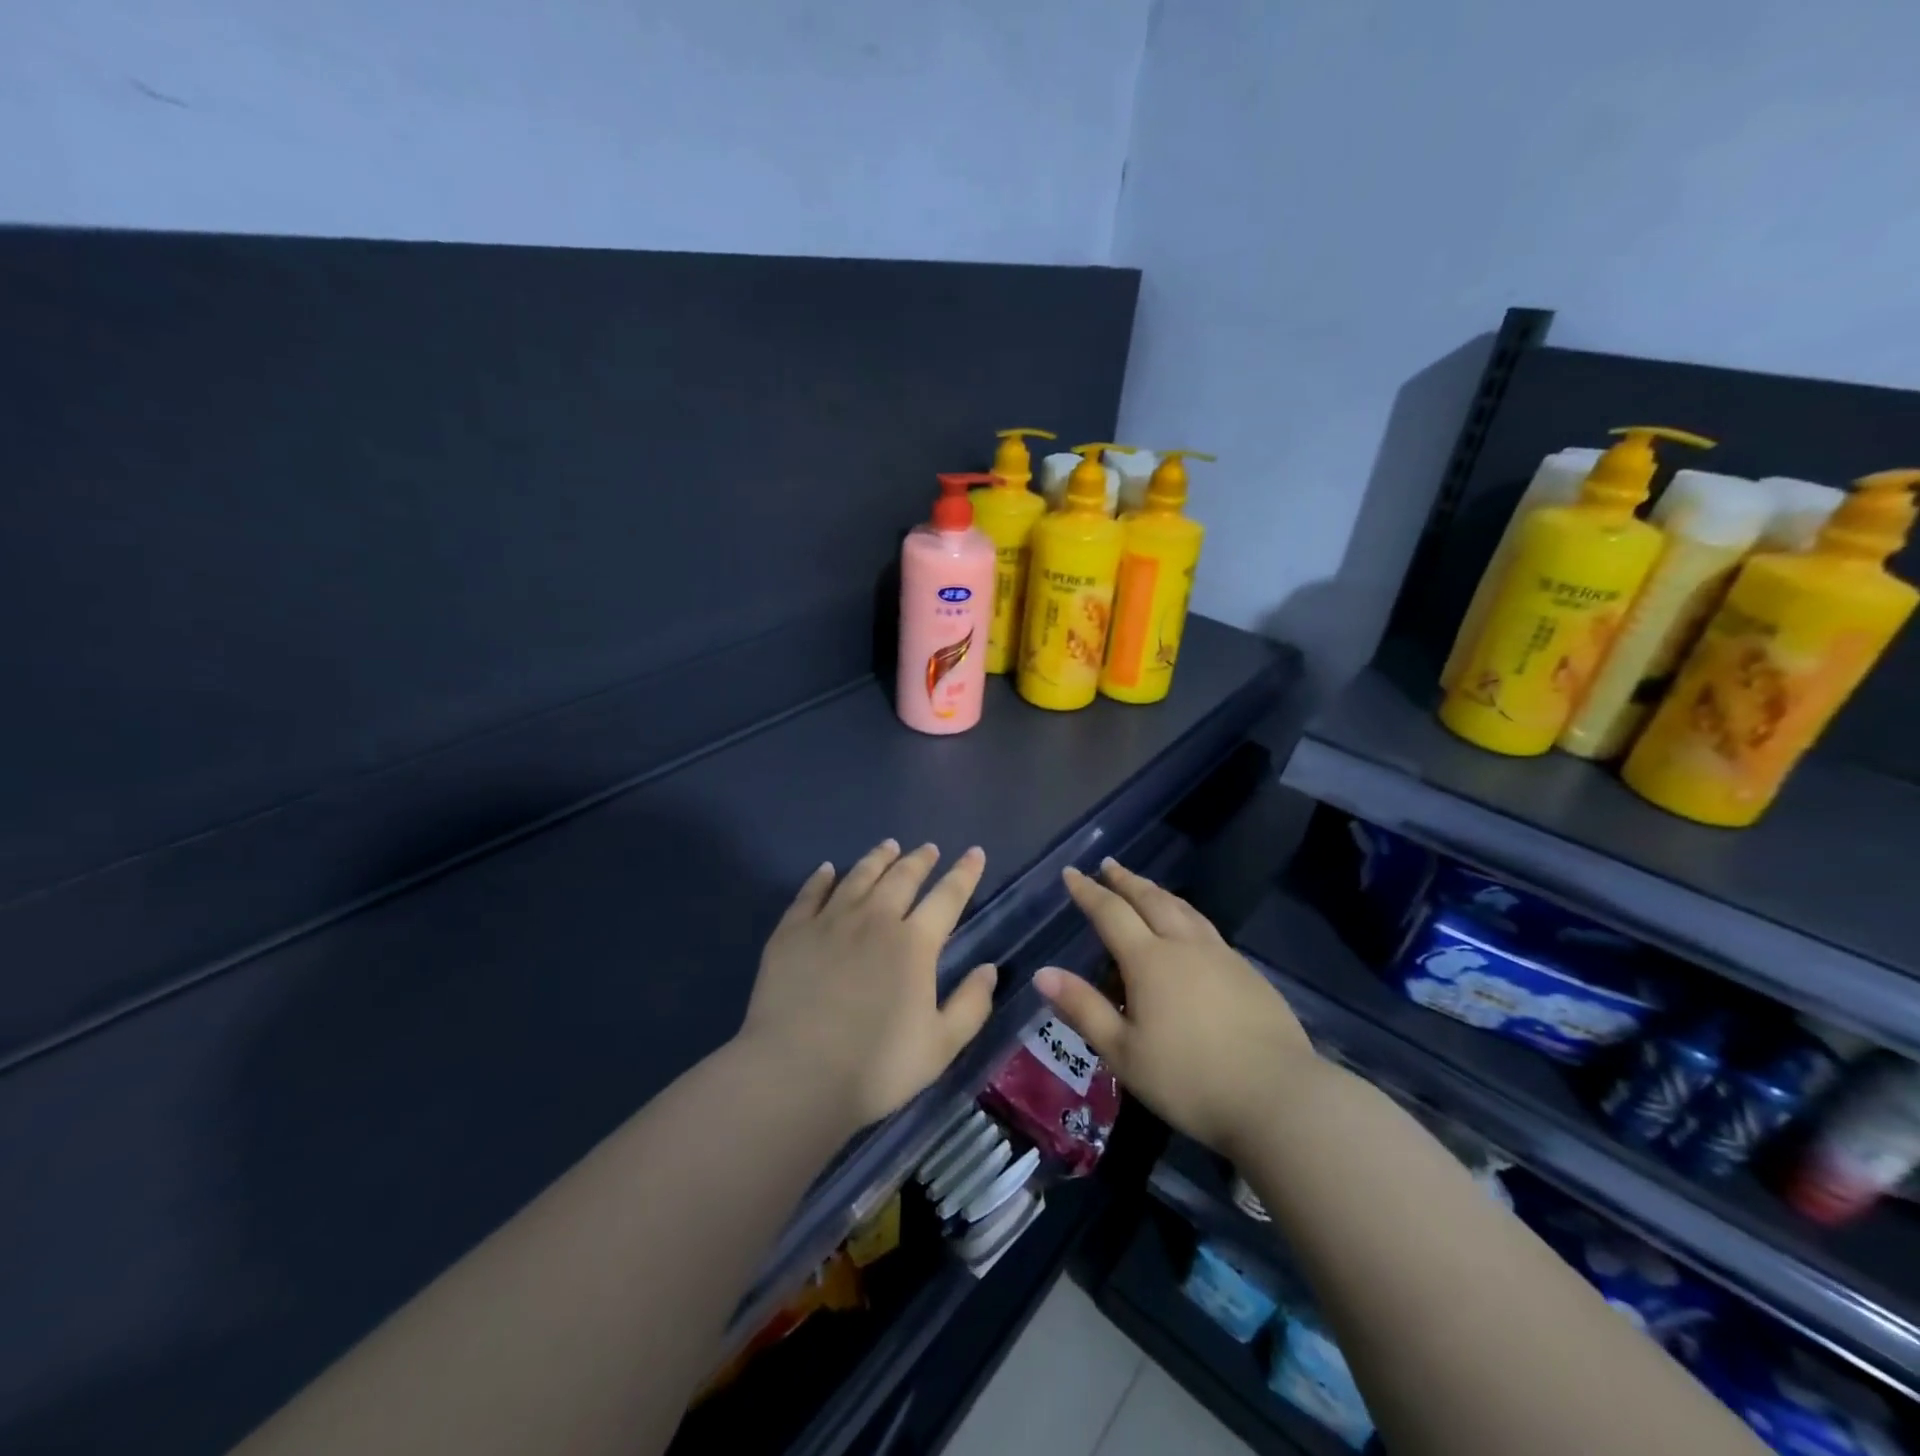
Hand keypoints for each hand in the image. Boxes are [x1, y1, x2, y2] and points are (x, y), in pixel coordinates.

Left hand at [738, 839, 998, 1130]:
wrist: (794, 1075)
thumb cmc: (875, 1067)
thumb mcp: (940, 1046)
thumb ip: (971, 1005)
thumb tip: (989, 968)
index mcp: (914, 943)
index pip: (948, 896)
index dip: (965, 873)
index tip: (975, 852)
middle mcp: (874, 919)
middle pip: (902, 877)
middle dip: (920, 859)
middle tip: (929, 848)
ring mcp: (829, 921)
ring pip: (859, 876)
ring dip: (878, 858)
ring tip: (889, 846)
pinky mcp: (792, 932)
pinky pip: (810, 893)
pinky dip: (822, 877)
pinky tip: (827, 869)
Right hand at [1034, 859, 1315, 1158]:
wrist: (1279, 1096)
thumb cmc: (1190, 1079)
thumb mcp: (1124, 1053)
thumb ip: (1083, 1009)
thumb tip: (1043, 973)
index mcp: (1150, 960)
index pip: (1111, 913)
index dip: (1088, 892)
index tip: (1071, 873)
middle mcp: (1184, 946)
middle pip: (1151, 900)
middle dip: (1126, 881)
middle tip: (1108, 866)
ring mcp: (1222, 956)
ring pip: (1184, 910)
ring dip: (1158, 892)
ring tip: (1145, 886)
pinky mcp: (1249, 973)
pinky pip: (1207, 928)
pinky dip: (1186, 914)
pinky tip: (1189, 928)